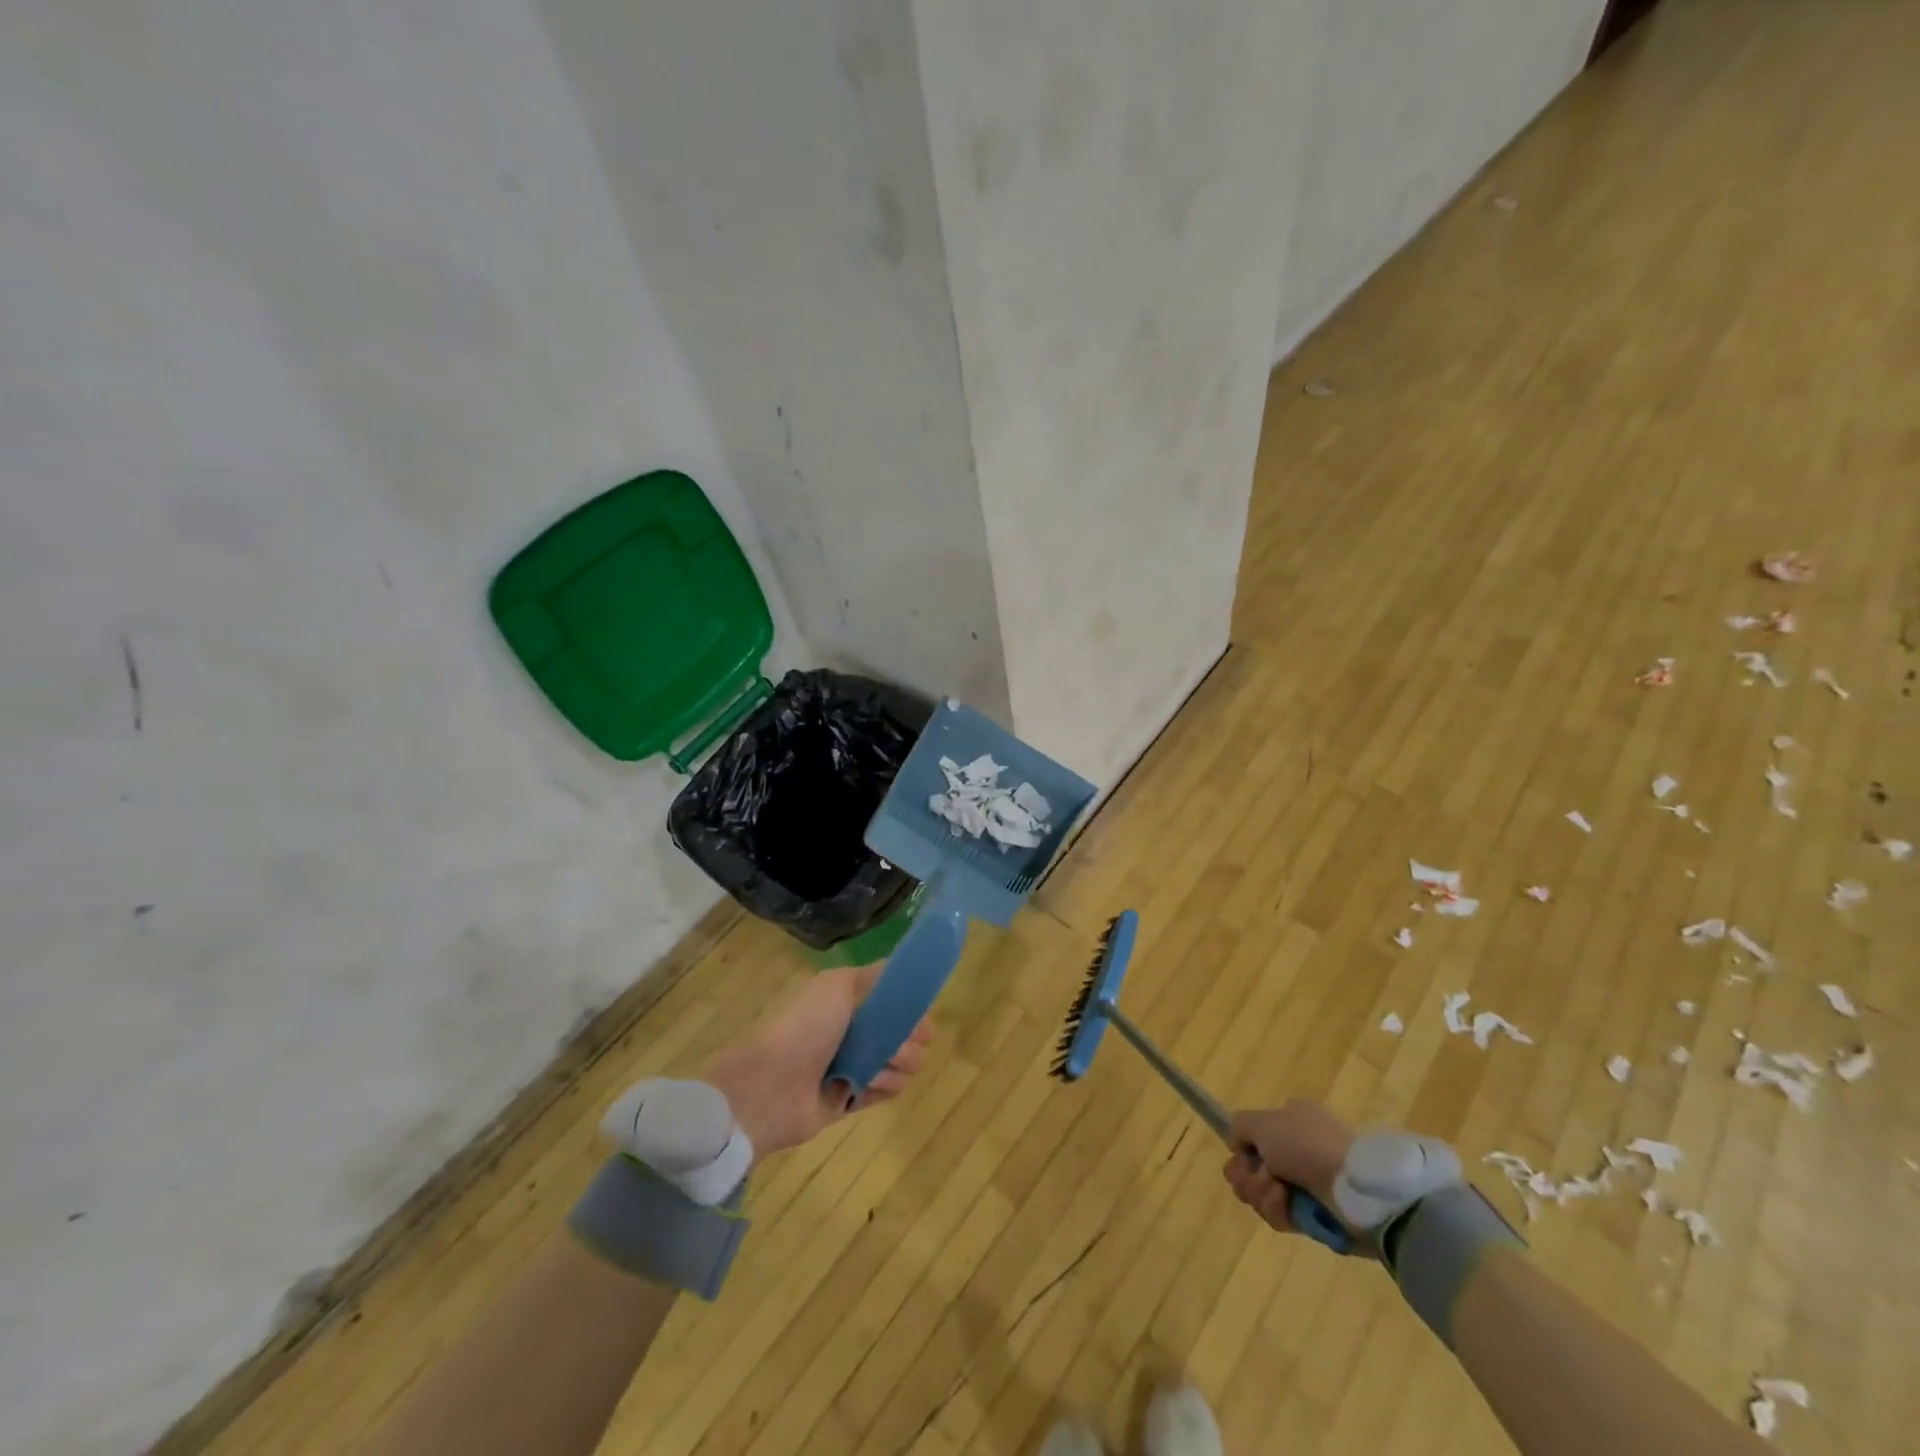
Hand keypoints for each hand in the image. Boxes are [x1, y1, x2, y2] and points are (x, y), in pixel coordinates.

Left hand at [706, 963, 931, 1164]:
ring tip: (878, 1068)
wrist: (769, 1086)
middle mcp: (853, 1030)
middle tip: (900, 1043)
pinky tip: (871, 1085)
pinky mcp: (853, 1099)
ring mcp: (854, 1065)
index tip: (922, 1011)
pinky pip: (887, 1091)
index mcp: (848, 999)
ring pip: (901, 1062)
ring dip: (897, 1063)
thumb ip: (874, 976)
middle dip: (911, 1037)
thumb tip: (903, 970)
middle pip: (905, 1031)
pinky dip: (885, 1087)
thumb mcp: (838, 985)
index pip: (895, 998)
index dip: (912, 1004)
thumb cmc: (805, 1027)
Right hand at [1222, 1098, 1354, 1234]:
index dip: (1241, 1150)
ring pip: (1260, 1192)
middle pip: (1251, 1167)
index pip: (1252, 1138)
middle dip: (1247, 1175)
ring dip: (1261, 1193)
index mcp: (1289, 1121)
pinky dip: (1277, 1210)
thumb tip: (1237, 1145)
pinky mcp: (1312, 1215)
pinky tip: (1286, 1205)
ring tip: (1278, 1191)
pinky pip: (1279, 1215)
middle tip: (1259, 1176)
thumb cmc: (1306, 1145)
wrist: (1351, 1187)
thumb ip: (1240, 1126)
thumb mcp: (1263, 1121)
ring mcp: (1305, 1184)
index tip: (1241, 1155)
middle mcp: (1296, 1150)